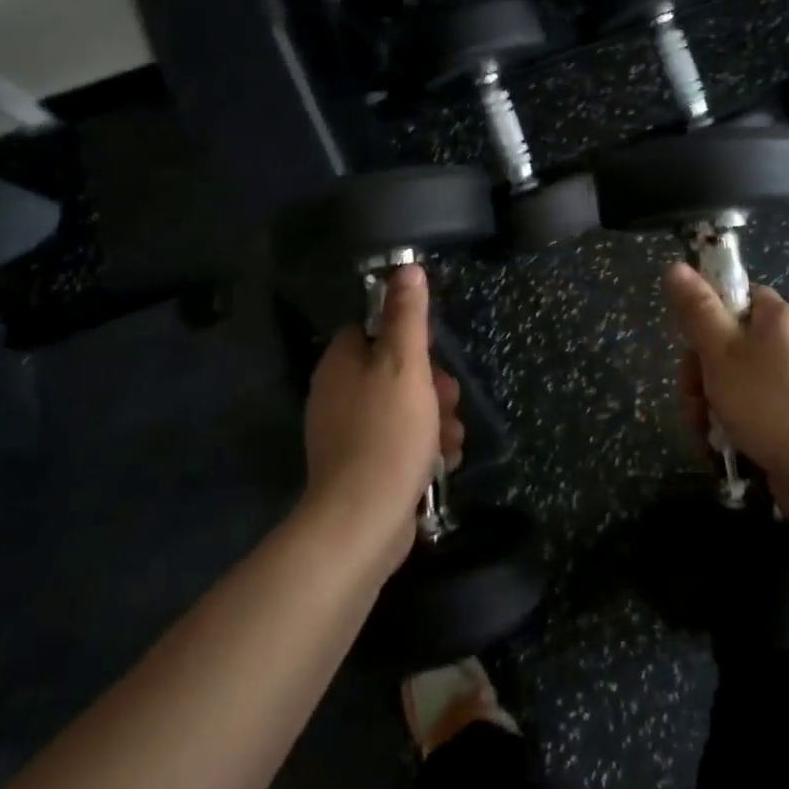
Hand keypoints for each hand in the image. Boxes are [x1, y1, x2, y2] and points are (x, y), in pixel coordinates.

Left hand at [304, 265, 464, 575]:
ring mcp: (348, 434)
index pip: (372, 330)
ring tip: (451, 437)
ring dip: (435, 418)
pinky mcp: (362, 467)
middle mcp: (338, 394)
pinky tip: (442, 461)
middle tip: (449, 398)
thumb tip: (406, 268)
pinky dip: (424, 447)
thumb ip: (407, 315)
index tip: (431, 352)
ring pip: (403, 408)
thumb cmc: (388, 431)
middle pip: (394, 371)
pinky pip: (399, 442)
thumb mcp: (405, 364)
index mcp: (341, 363)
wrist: (363, 521)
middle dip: (432, 384)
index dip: (407, 337)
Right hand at [664, 262, 788, 528]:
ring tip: (705, 433)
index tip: (690, 343)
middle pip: (727, 345)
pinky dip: (732, 427)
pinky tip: (721, 449)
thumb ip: (696, 309)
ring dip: (710, 406)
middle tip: (693, 398)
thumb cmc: (769, 400)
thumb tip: (675, 266)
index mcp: (775, 317)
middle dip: (700, 375)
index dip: (706, 316)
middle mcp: (787, 344)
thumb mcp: (721, 350)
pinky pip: (751, 413)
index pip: (734, 297)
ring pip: (734, 383)